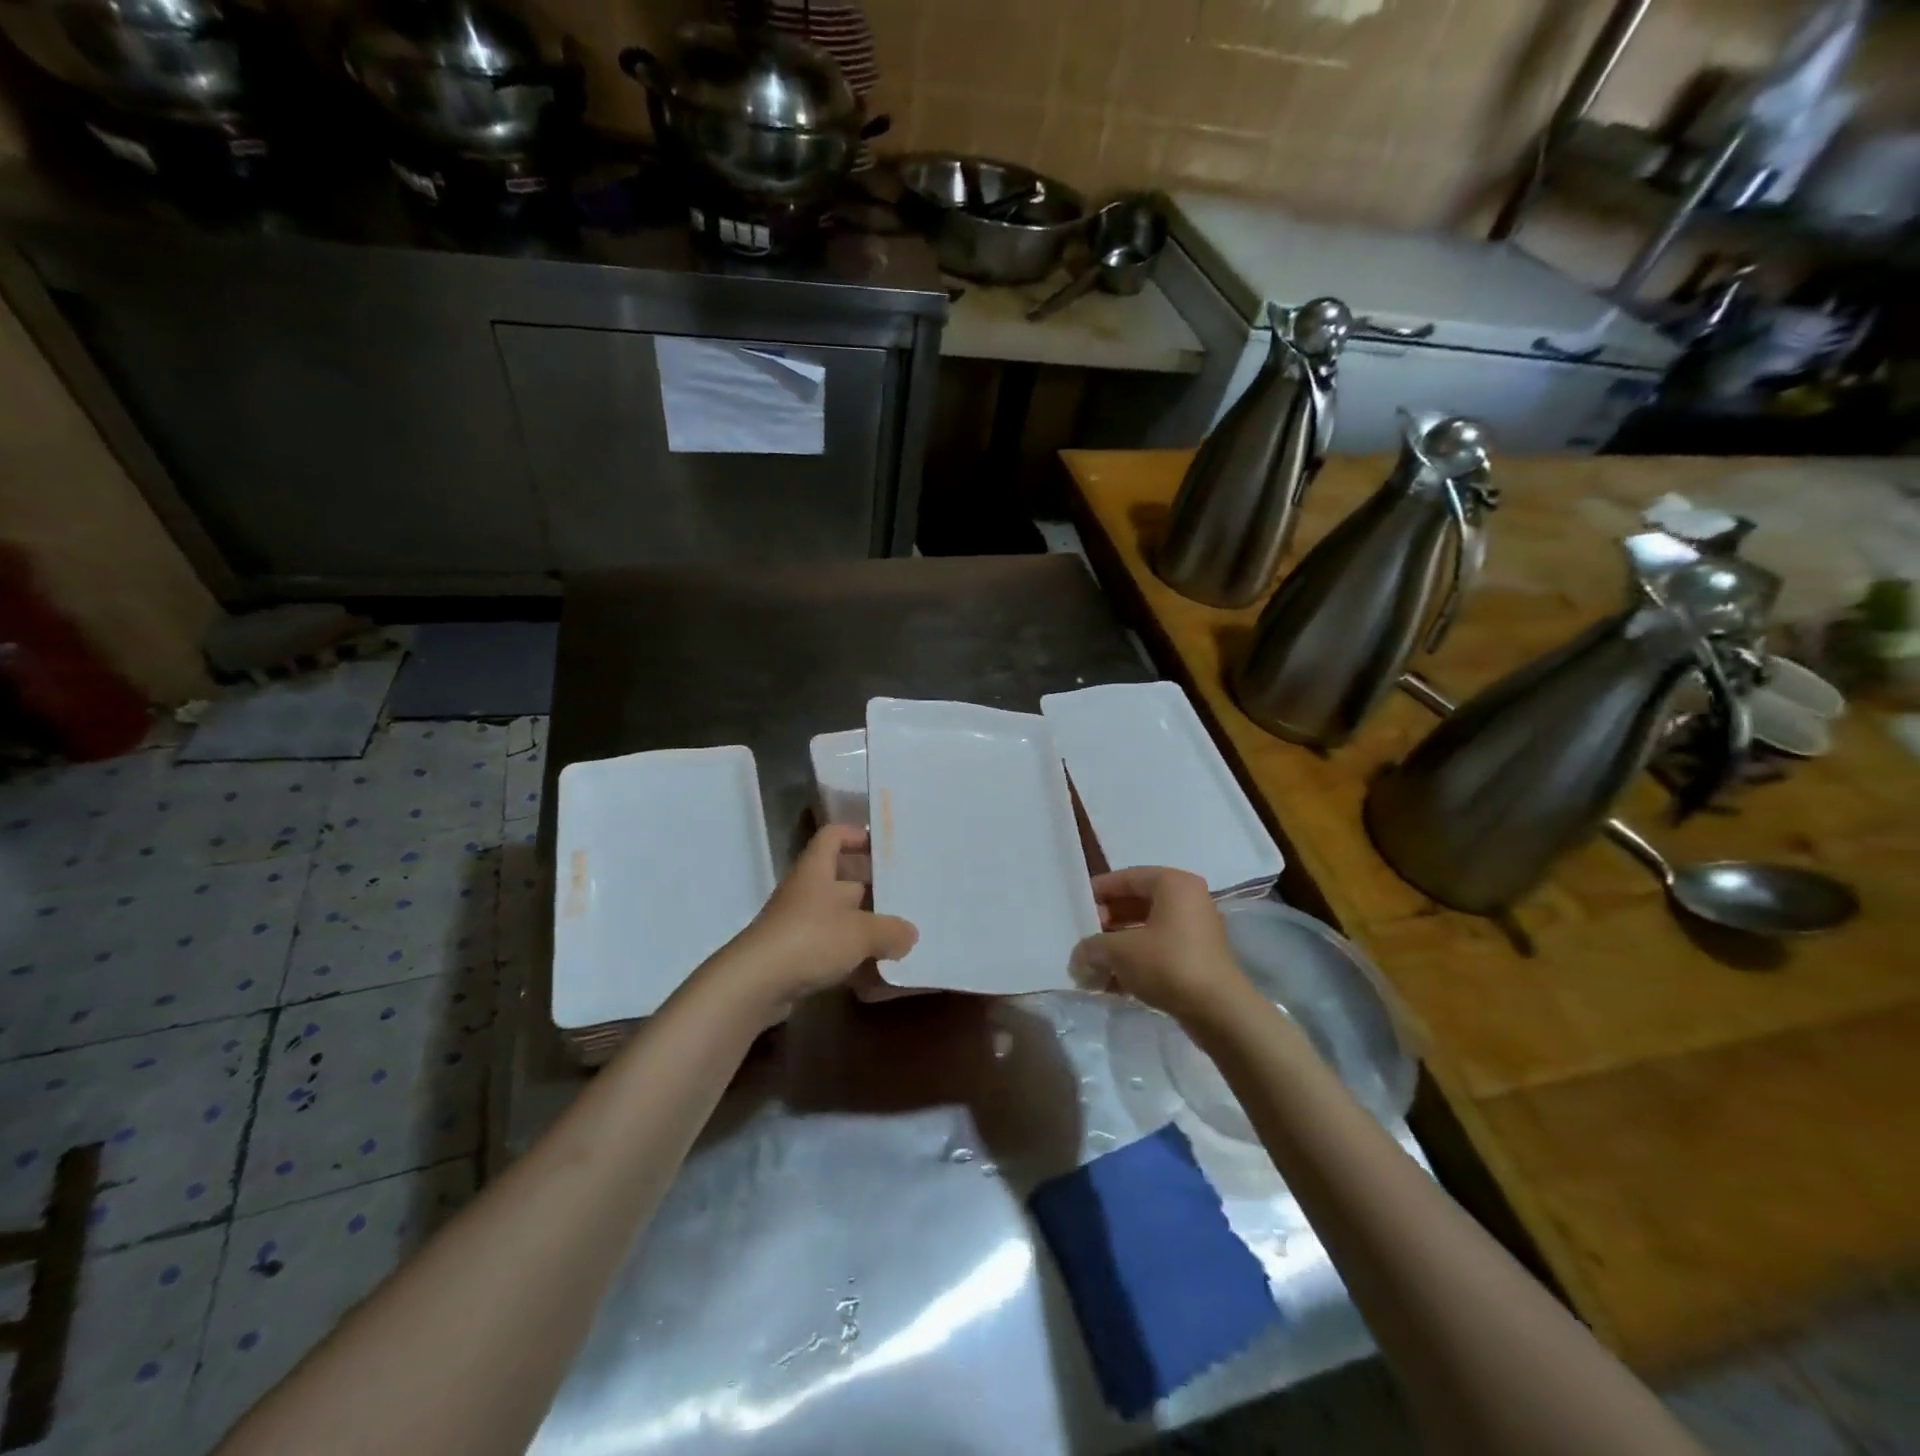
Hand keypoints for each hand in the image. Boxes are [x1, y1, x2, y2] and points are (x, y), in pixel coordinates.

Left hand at [716, 824, 916, 1016]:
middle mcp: (806, 892)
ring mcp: (798, 925)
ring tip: (899, 936)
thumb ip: (890, 930)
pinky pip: (830, 949)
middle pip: (841, 879)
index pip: (832, 836)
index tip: (882, 845)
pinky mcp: (794, 957)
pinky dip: (852, 958)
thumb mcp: (861, 933)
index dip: (855, 835)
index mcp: (817, 871)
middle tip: (904, 894)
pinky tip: (877, 974)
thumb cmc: (809, 940)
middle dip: (871, 886)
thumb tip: (910, 934)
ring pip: (837, 916)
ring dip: (864, 925)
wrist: (754, 985)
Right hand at [1072, 867, 1248, 1025]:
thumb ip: (1092, 948)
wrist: (1219, 1012)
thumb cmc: (1168, 964)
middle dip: (1106, 923)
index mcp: (1173, 884)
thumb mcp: (1120, 952)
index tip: (1076, 908)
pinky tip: (1111, 983)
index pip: (1127, 877)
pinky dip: (1135, 961)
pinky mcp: (1196, 957)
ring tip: (1093, 965)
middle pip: (1136, 903)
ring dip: (1118, 946)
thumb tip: (1078, 957)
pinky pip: (1158, 950)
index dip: (1098, 892)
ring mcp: (1195, 929)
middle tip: (1084, 939)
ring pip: (1146, 929)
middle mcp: (1188, 900)